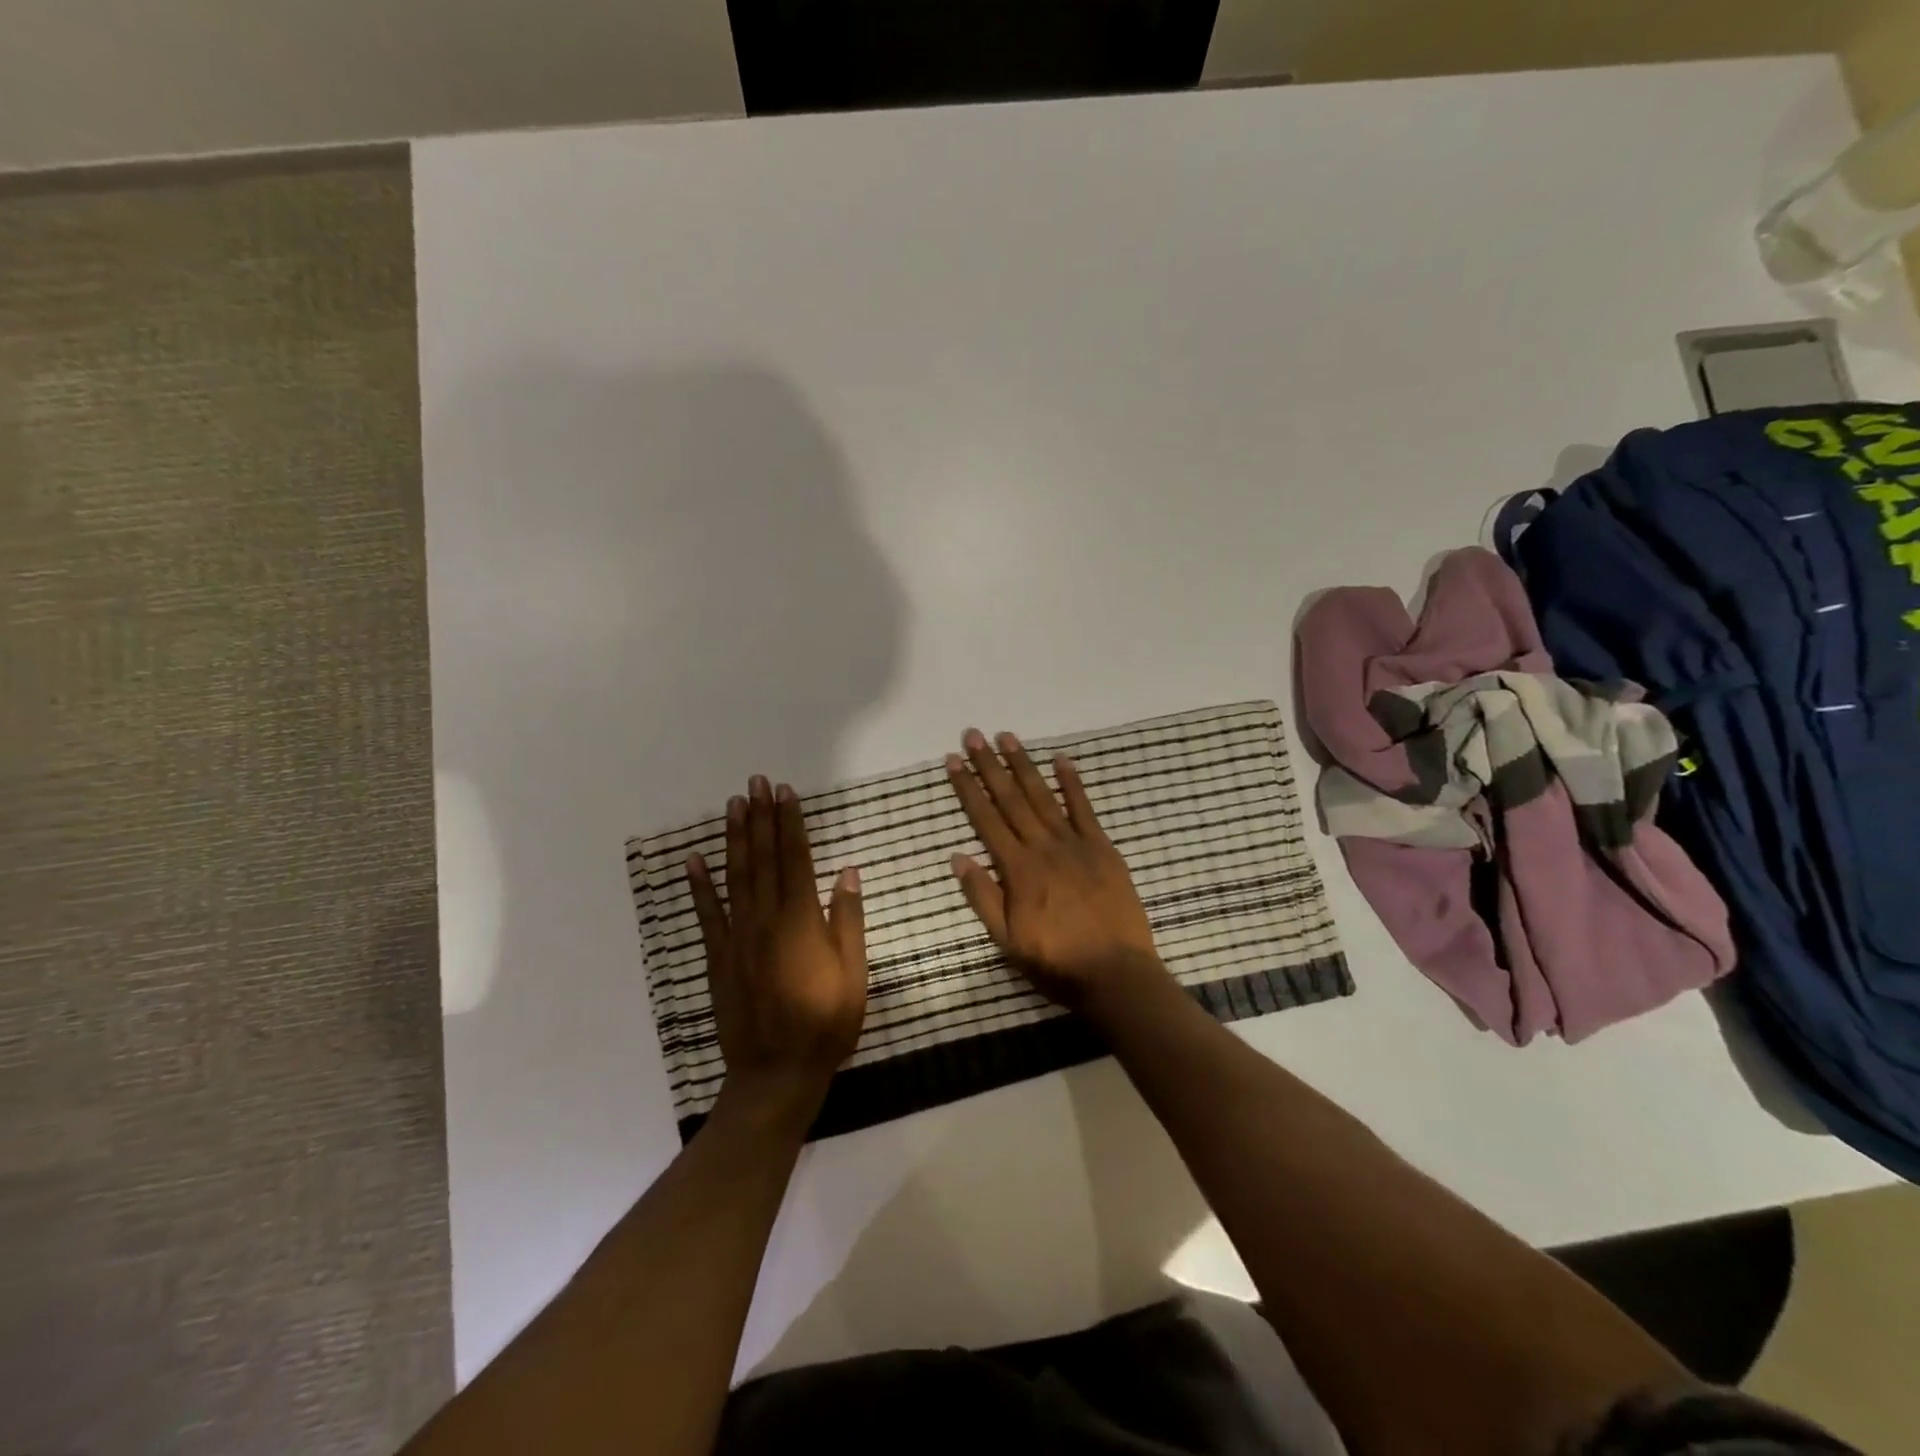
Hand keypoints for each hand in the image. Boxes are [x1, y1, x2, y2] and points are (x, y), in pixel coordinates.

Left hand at [687, 776, 866, 1123]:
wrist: (777, 1073)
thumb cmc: (827, 1024)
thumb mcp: (854, 974)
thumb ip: (848, 920)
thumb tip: (846, 871)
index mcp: (802, 921)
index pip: (796, 859)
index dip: (791, 823)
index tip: (786, 793)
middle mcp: (766, 919)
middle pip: (763, 859)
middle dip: (761, 818)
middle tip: (757, 782)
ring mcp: (738, 937)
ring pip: (735, 877)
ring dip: (734, 838)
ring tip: (734, 804)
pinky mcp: (718, 958)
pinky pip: (706, 915)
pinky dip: (698, 886)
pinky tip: (692, 859)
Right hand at [945, 729, 1164, 1010]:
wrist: (1116, 973)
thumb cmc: (1056, 962)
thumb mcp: (1006, 940)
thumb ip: (982, 896)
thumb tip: (958, 856)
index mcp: (1017, 870)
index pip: (985, 820)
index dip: (968, 788)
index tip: (954, 760)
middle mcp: (1042, 847)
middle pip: (1011, 799)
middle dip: (990, 766)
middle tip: (974, 735)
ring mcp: (1075, 844)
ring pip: (1043, 796)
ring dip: (1023, 765)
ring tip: (1007, 738)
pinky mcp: (1102, 848)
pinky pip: (1084, 809)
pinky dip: (1072, 783)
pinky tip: (1061, 759)